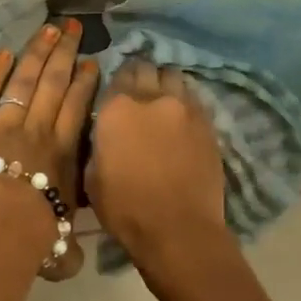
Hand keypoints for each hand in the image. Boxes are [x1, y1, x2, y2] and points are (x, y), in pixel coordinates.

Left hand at [0, 20, 98, 279]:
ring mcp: (6, 123)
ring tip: (47, 29)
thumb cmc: (38, 230)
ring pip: (24, 81)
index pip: (76, 108)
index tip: (91, 62)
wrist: (2, 220)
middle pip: (54, 83)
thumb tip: (72, 264)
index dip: (85, 83)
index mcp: (63, 151)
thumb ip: (66, 248)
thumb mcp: (61, 241)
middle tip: (72, 28)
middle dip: (64, 53)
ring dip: (36, 53)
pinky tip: (2, 53)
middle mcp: (39, 129)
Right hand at [85, 60, 228, 277]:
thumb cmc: (125, 209)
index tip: (114, 94)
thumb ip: (99, 144)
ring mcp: (185, 108)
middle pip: (146, 69)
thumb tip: (106, 134)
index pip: (116, 76)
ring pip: (173, 78)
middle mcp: (152, 98)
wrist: (179, 230)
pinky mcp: (208, 123)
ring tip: (161, 99)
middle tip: (137, 92)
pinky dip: (184, 101)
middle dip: (140, 76)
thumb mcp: (92, 176)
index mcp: (117, 109)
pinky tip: (179, 116)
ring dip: (164, 84)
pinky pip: (193, 98)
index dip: (115, 83)